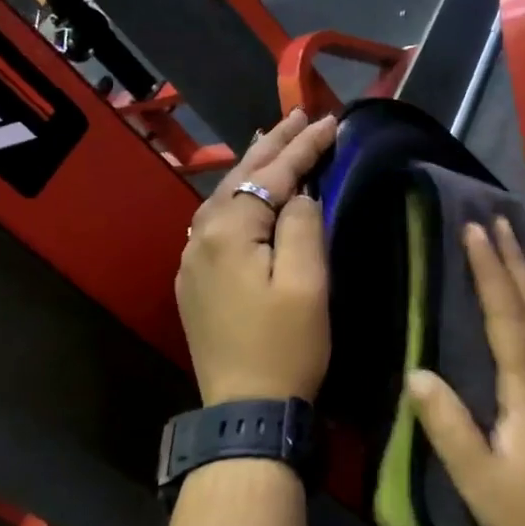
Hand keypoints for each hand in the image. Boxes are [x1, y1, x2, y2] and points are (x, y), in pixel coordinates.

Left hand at [176, 108, 338, 407]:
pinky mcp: (195, 280)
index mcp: (229, 231)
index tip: (332, 121)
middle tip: (301, 114)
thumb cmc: (285, 347)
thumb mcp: (307, 284)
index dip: (304, 146)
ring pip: (225, 197)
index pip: (273, 175)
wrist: (245, 410)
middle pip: (242, 177)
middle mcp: (200, 235)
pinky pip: (216, 221)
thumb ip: (304, 225)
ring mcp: (192, 259)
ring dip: (253, 168)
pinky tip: (246, 192)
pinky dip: (238, 197)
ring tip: (273, 140)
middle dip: (275, 145)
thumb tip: (300, 194)